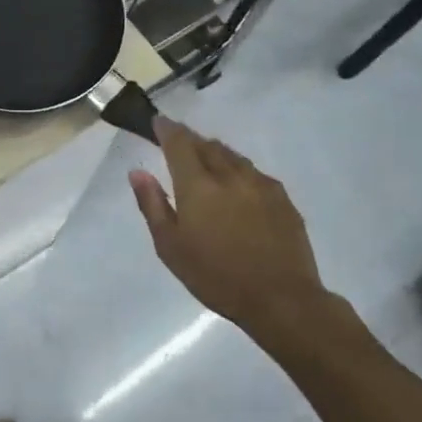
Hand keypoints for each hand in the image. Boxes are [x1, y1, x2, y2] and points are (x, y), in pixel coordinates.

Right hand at [129, 118, 369, 362]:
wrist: (282, 300)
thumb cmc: (216, 276)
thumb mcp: (170, 246)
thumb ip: (152, 204)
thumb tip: (138, 172)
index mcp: (198, 184)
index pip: (179, 143)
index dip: (166, 129)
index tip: (158, 122)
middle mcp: (230, 175)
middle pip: (207, 144)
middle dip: (190, 139)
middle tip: (178, 142)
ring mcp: (261, 185)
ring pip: (233, 156)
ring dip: (215, 152)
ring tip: (206, 160)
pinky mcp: (283, 199)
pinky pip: (254, 173)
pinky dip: (238, 170)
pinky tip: (237, 186)